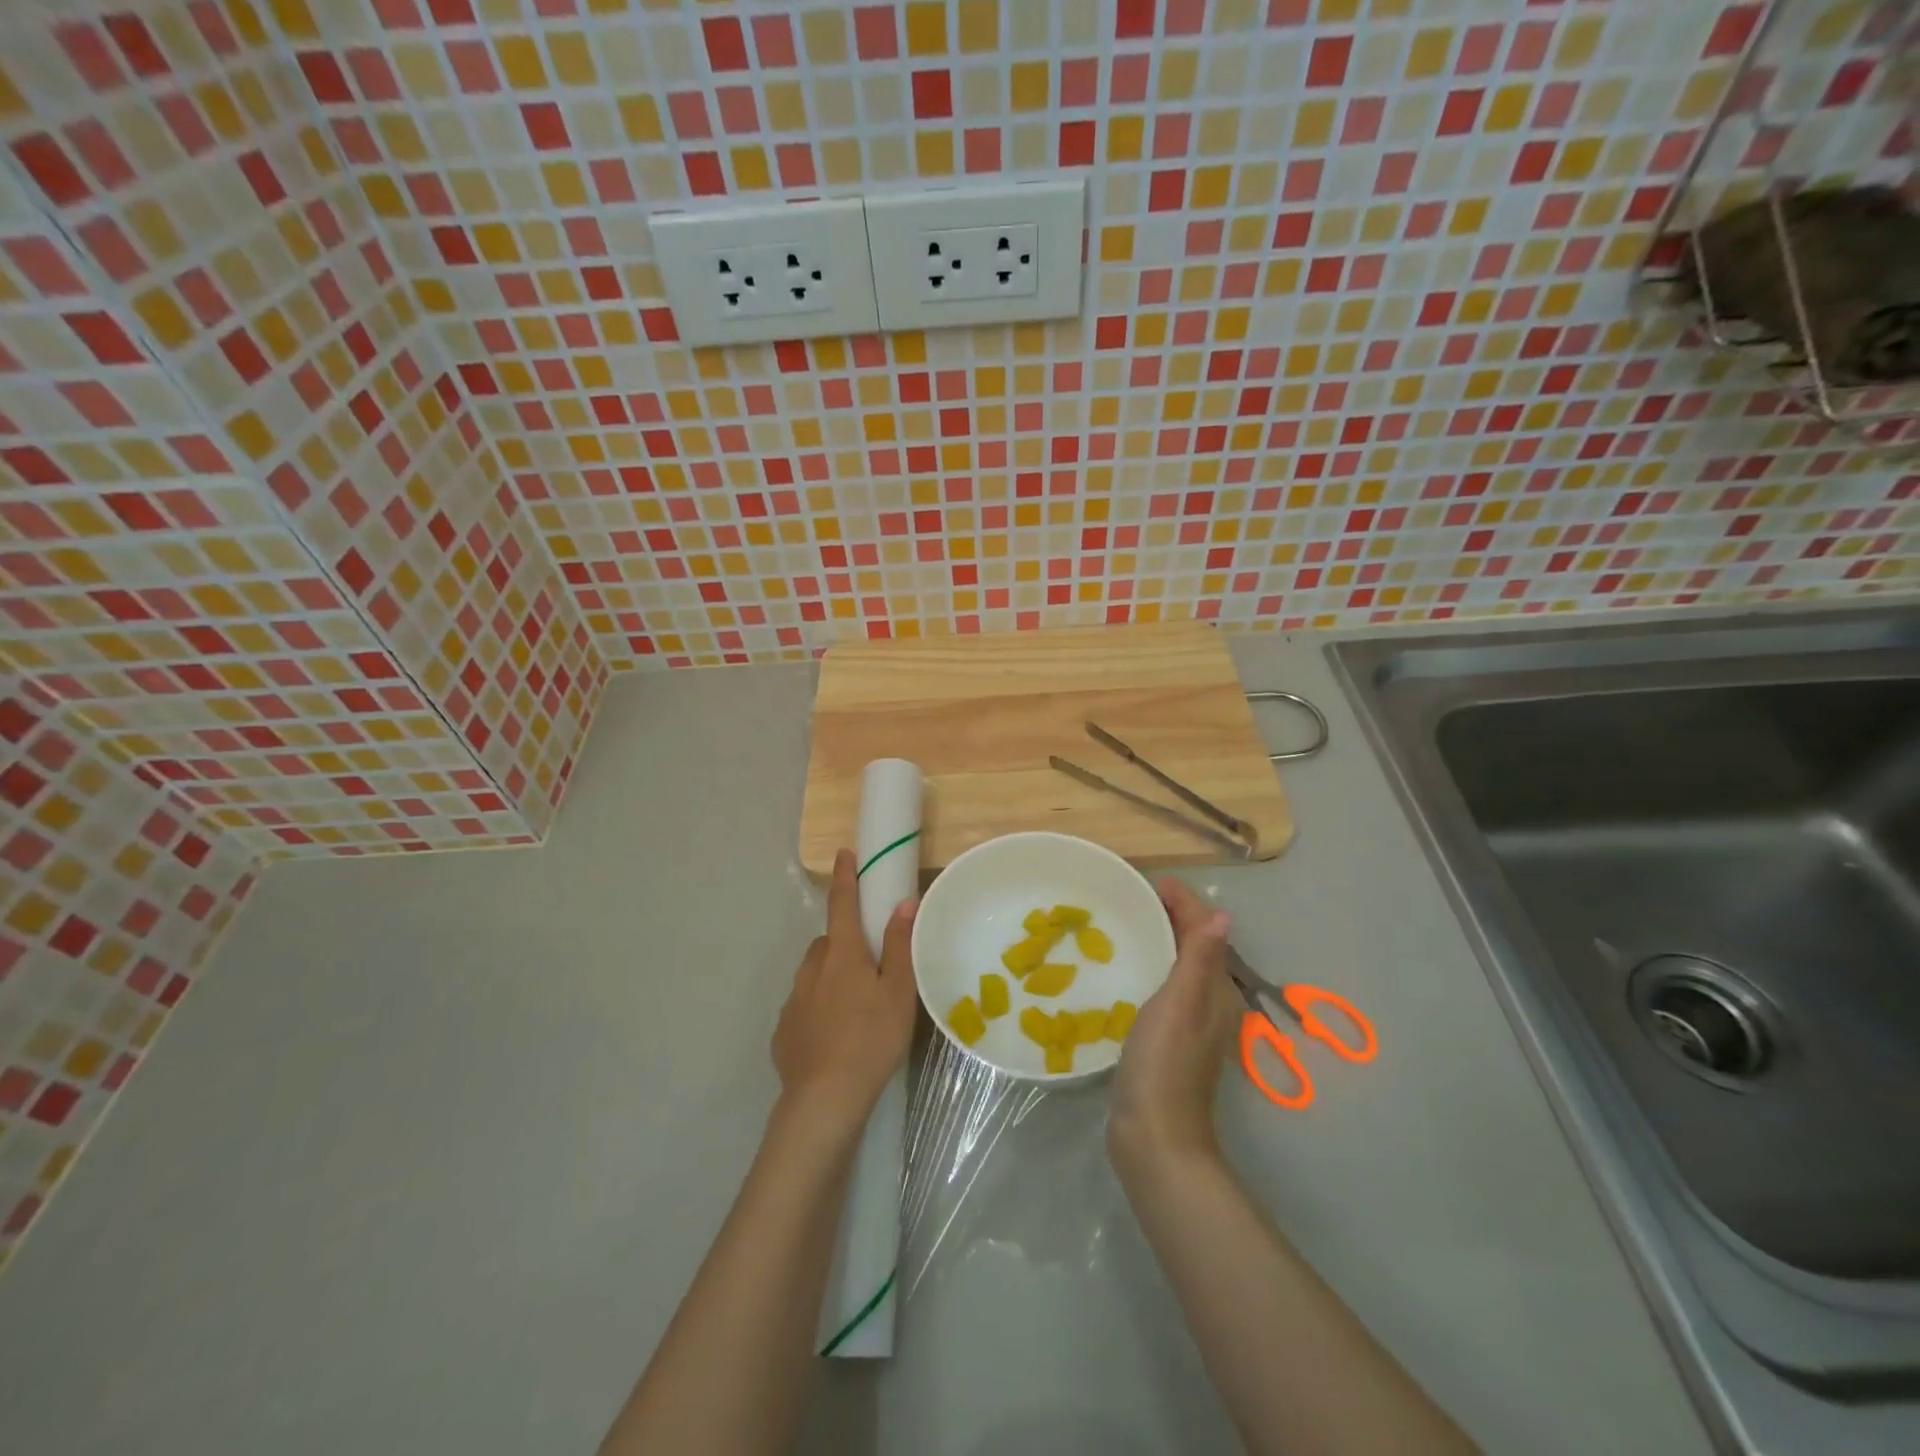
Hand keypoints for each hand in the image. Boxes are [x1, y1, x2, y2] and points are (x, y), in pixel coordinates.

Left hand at [771, 848, 917, 1130]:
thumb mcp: (898, 992)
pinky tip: (833, 1036)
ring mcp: (793, 1001)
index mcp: (841, 954)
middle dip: (844, 943)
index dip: (845, 877)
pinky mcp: (783, 1032)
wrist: (824, 1099)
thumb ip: (899, 946)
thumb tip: (903, 902)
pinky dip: (817, 1010)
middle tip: (869, 966)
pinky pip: (803, 1007)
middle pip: (828, 943)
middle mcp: (812, 969)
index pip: (842, 904)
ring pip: (814, 975)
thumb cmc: (871, 1038)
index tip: (844, 853)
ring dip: (830, 977)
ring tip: (854, 1007)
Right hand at [1109, 878, 1240, 1172]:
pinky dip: (1147, 965)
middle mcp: (1207, 1002)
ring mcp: (1187, 1023)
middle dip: (1170, 916)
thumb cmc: (1164, 1063)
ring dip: (1158, 939)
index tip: (1151, 881)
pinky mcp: (1166, 1039)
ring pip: (1176, 965)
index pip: (1204, 931)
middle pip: (1193, 945)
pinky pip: (1161, 986)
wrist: (1154, 1136)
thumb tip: (1224, 914)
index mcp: (1213, 990)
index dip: (1183, 902)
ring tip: (1124, 923)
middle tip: (1131, 897)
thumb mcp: (1180, 1004)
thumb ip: (1199, 960)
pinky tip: (1123, 969)